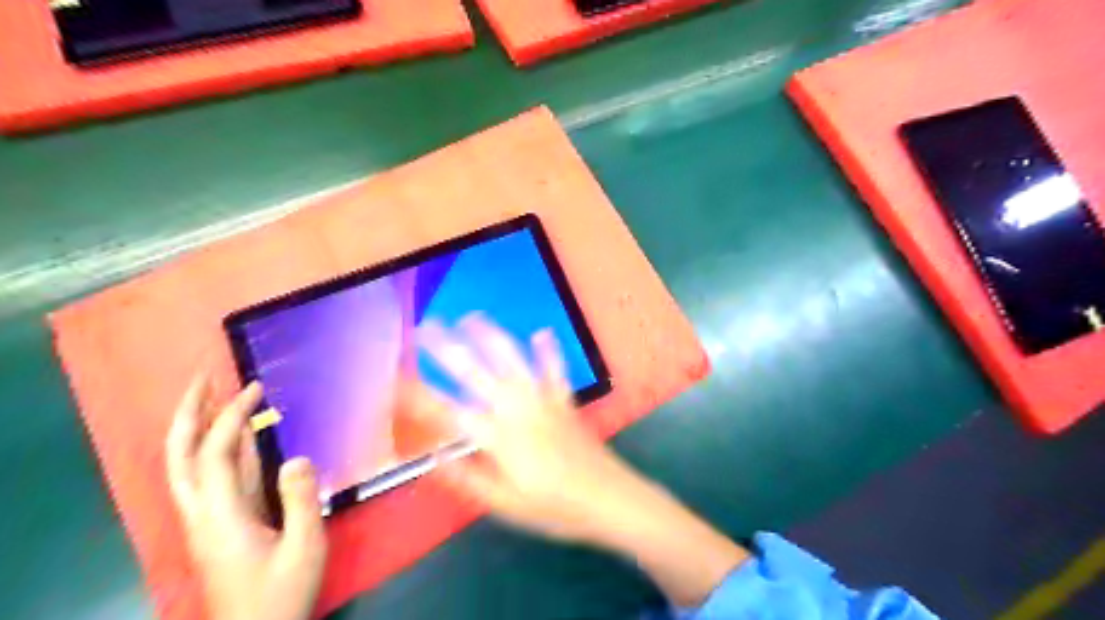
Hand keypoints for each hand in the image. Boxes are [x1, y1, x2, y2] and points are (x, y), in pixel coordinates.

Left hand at [166, 376, 323, 616]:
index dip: (231, 418)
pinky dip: (223, 452)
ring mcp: (209, 521)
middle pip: (180, 458)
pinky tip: (241, 439)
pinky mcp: (221, 525)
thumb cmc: (282, 594)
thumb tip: (298, 457)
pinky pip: (216, 480)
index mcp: (220, 518)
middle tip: (204, 379)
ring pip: (190, 468)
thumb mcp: (304, 547)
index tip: (254, 388)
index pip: (215, 455)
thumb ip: (301, 501)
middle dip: (188, 415)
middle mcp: (203, 515)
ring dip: (200, 428)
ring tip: (217, 397)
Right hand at [417, 316, 657, 543]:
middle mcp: (517, 410)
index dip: (417, 394)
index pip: (447, 412)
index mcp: (497, 437)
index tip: (392, 377)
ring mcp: (543, 400)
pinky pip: (555, 369)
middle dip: (446, 348)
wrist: (608, 499)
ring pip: (513, 360)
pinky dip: (548, 351)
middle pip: (475, 372)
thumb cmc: (553, 507)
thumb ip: (466, 477)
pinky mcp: (565, 400)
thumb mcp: (503, 505)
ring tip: (472, 316)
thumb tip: (430, 457)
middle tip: (425, 326)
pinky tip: (543, 331)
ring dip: (491, 335)